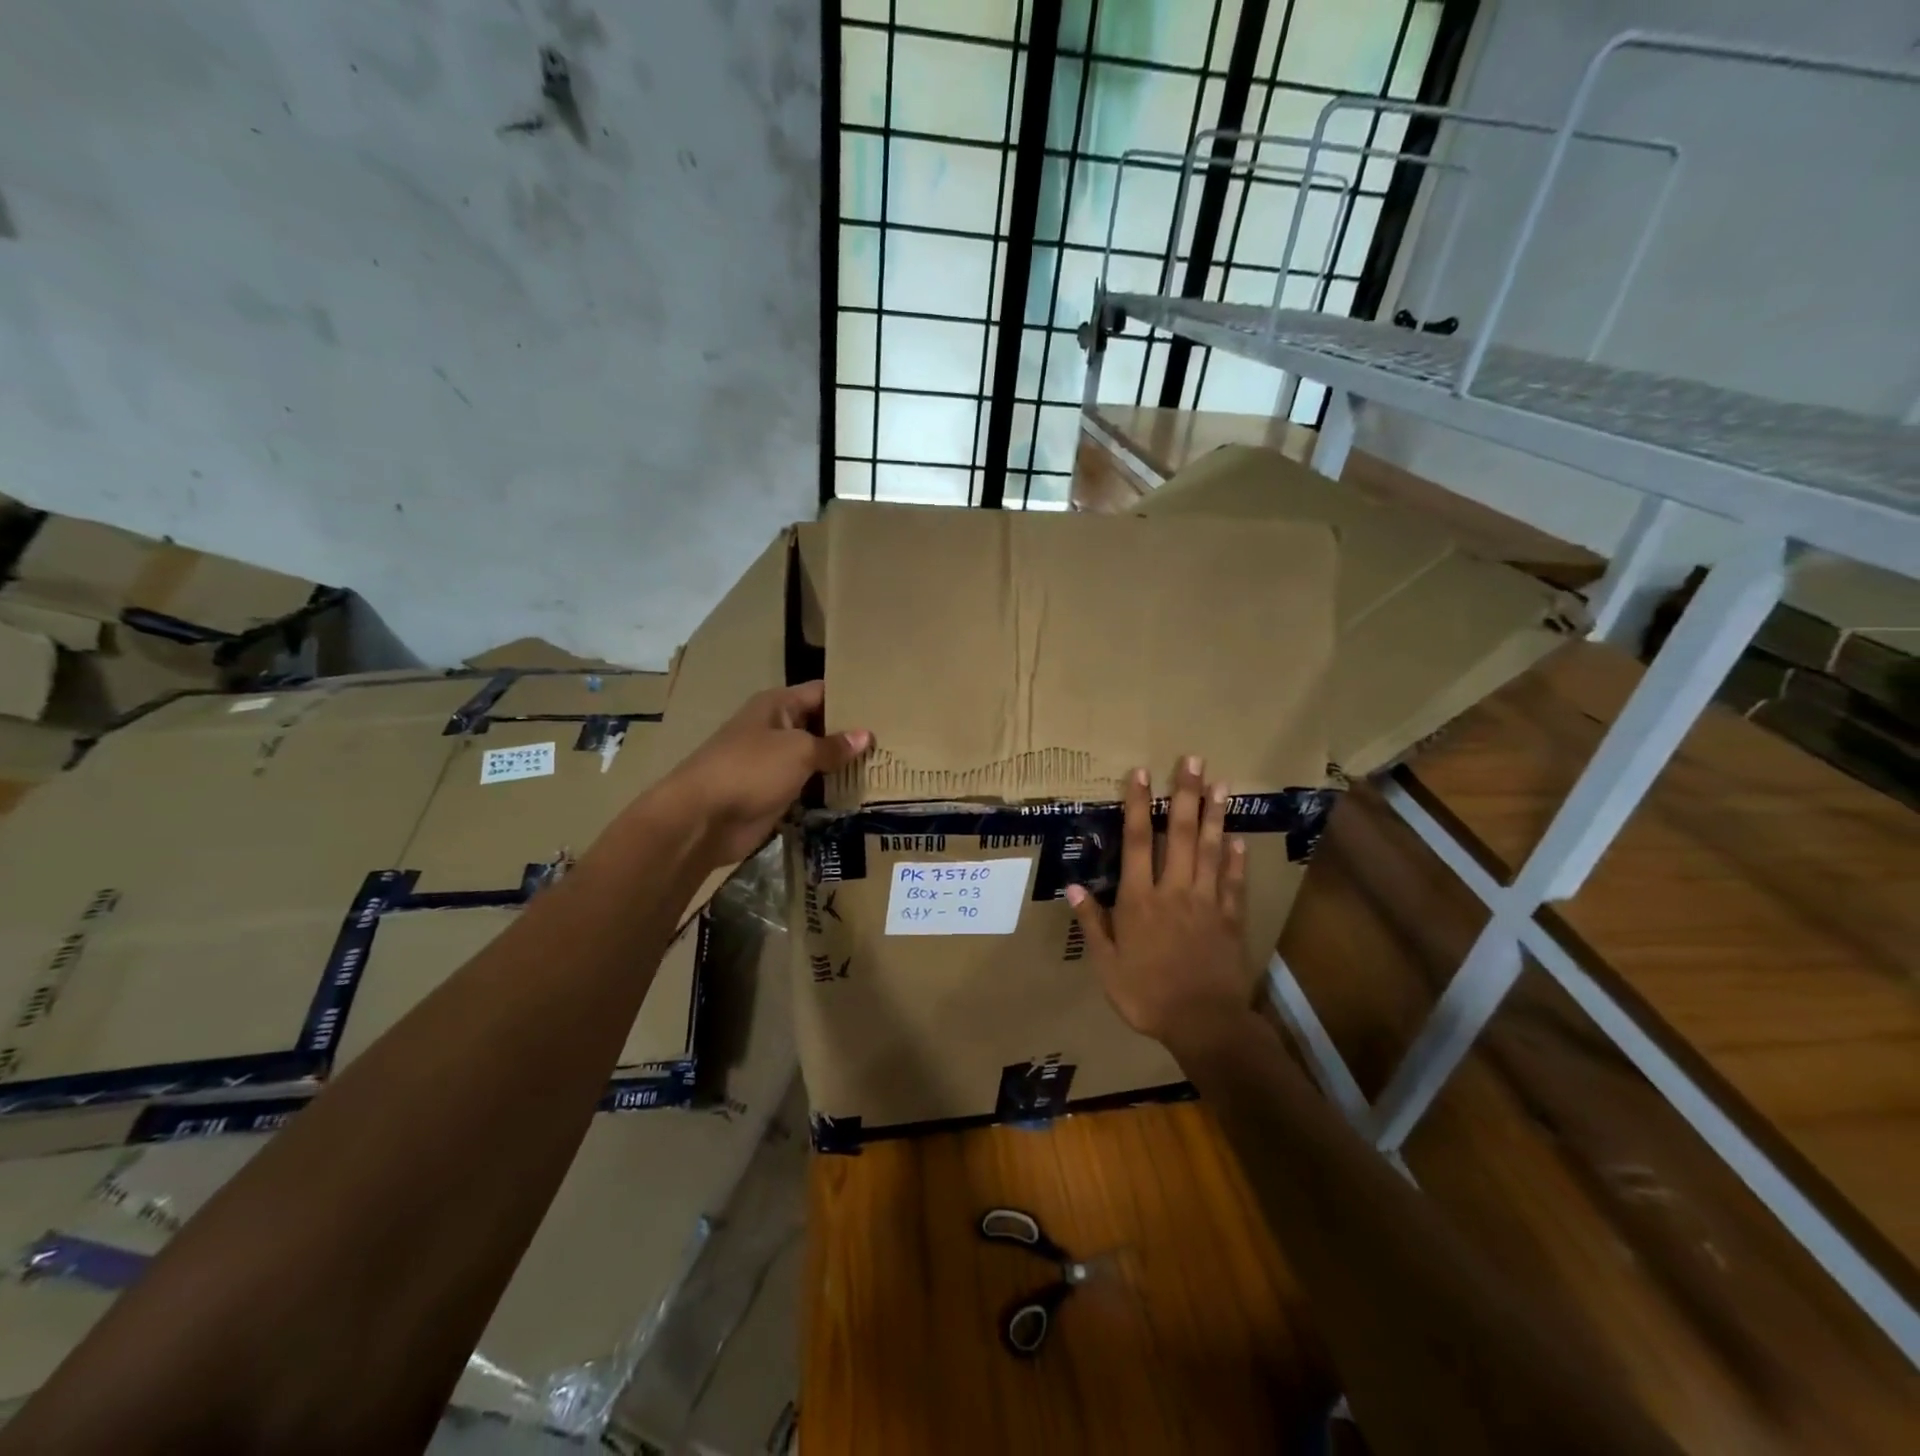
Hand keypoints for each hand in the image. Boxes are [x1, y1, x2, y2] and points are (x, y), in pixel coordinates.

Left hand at [658, 681, 870, 866]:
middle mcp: (776, 729)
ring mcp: (774, 763)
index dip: (851, 696)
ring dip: (841, 765)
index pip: (821, 692)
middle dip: (851, 734)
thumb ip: (833, 745)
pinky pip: (807, 787)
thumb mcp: (798, 751)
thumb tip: (865, 735)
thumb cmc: (750, 769)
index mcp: (777, 706)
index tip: (886, 704)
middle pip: (821, 726)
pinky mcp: (774, 794)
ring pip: (815, 759)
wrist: (702, 818)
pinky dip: (828, 791)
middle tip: (894, 740)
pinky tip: (859, 793)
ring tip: (886, 766)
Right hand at [1066, 757, 1253, 1049]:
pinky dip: (1236, 859)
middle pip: (1181, 834)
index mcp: (1140, 900)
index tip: (1141, 773)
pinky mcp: (1231, 919)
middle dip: (1184, 795)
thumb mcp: (1107, 965)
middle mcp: (1175, 891)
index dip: (1138, 805)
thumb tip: (1072, 887)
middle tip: (1192, 760)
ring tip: (1220, 785)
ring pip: (1212, 850)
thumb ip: (1093, 923)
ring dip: (1215, 815)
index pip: (1139, 842)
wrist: (1204, 1023)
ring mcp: (1207, 902)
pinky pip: (1234, 882)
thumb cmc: (1146, 995)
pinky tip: (1238, 839)